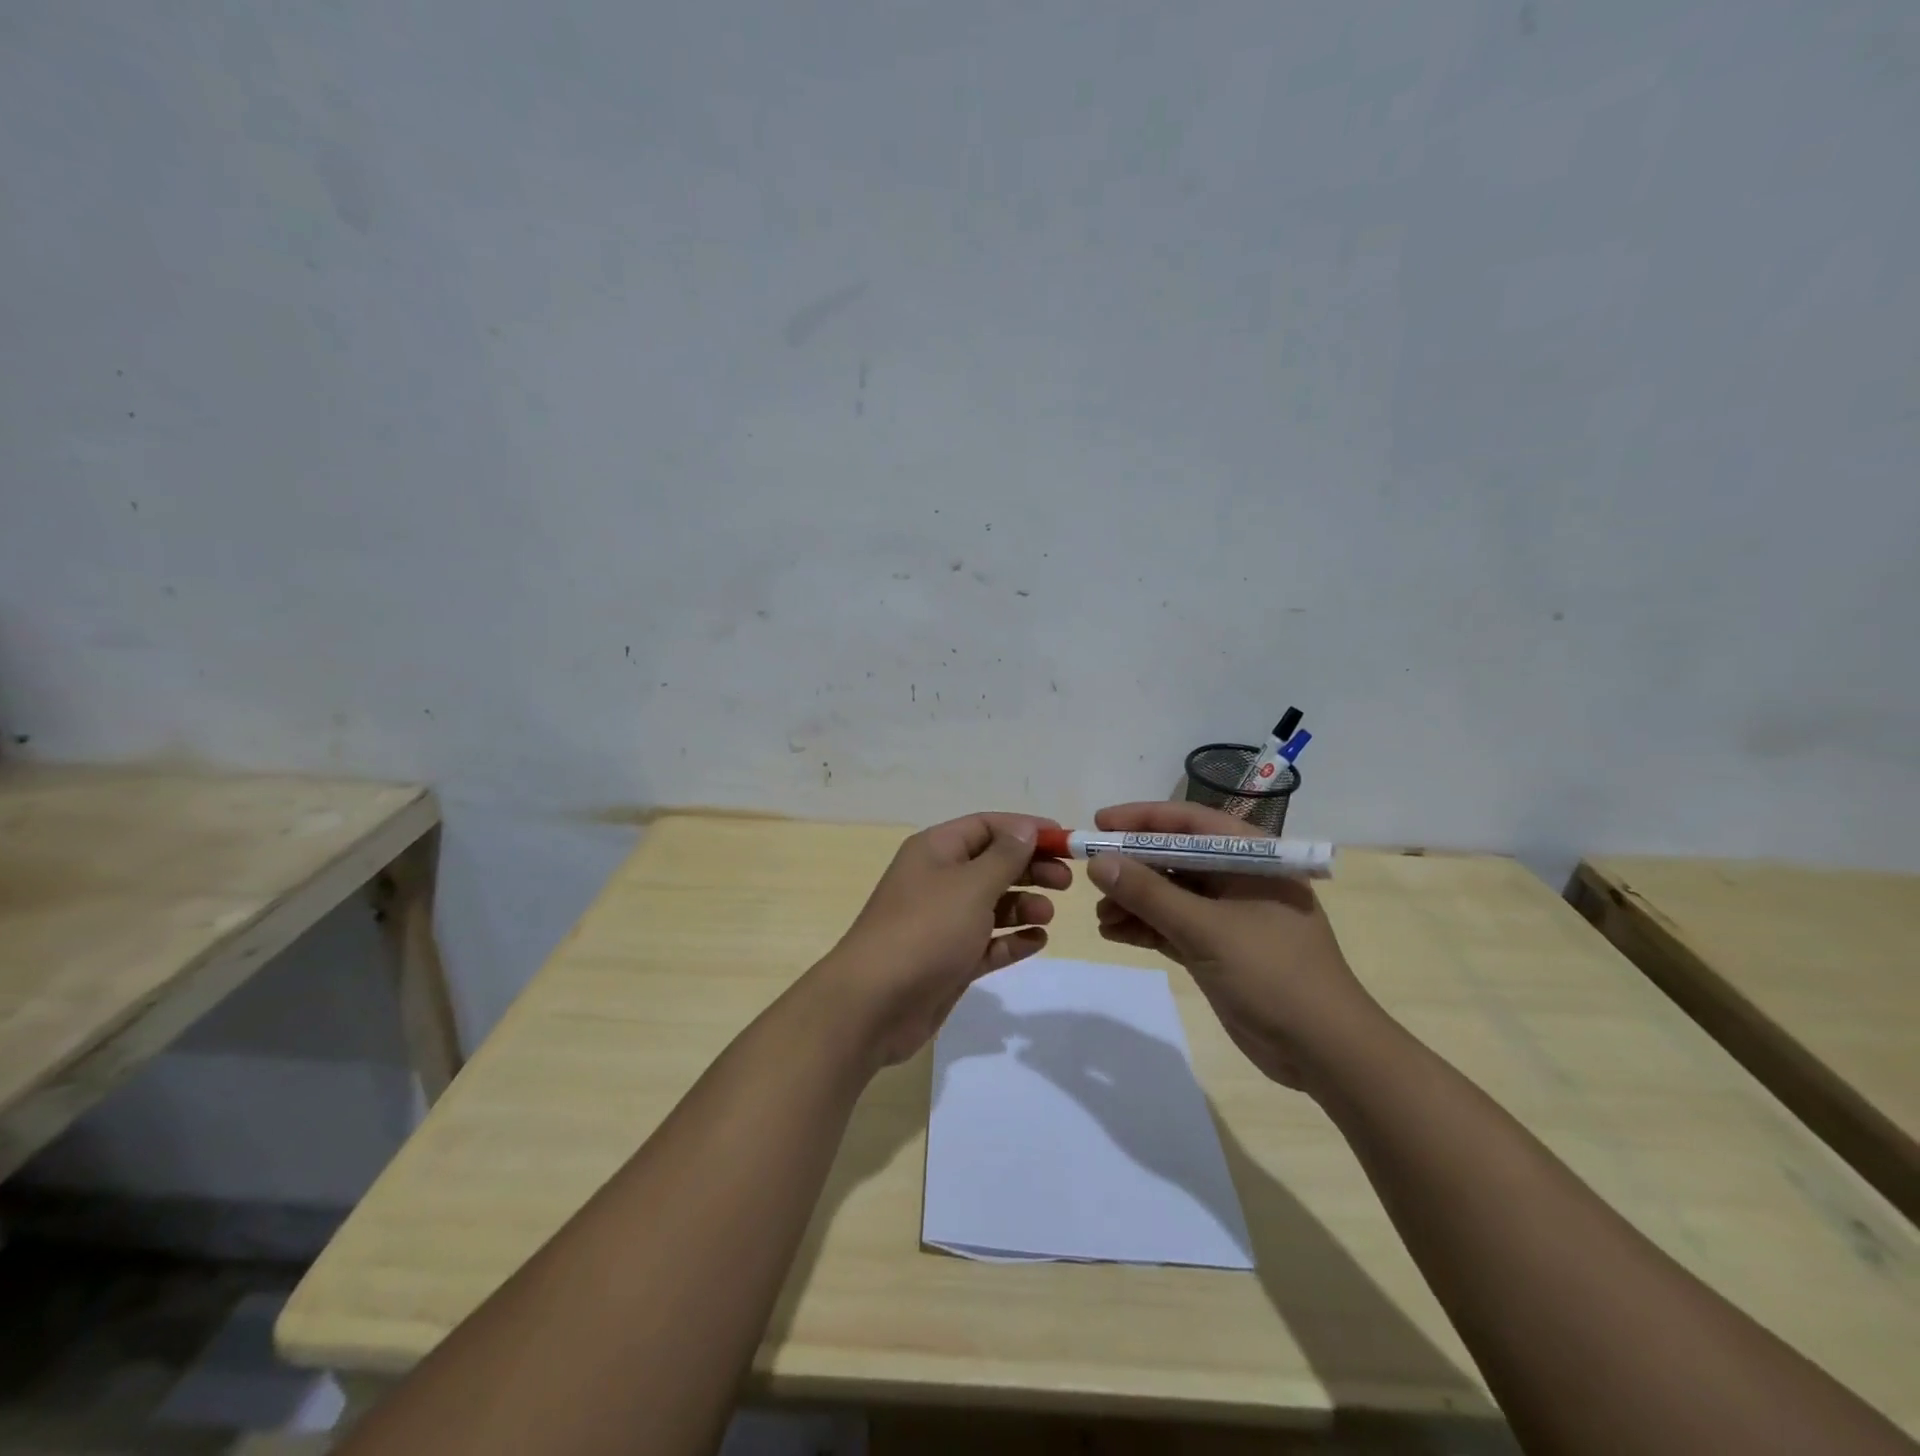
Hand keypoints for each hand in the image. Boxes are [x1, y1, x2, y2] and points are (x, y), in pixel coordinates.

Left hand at [817, 812, 1068, 1066]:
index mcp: (936, 850)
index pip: (986, 826)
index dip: (1025, 829)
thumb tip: (1025, 829)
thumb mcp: (971, 885)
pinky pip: (987, 942)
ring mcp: (943, 922)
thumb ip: (1005, 856)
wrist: (874, 1004)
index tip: (1065, 841)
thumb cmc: (926, 930)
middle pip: (992, 864)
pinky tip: (1037, 941)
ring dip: (1023, 904)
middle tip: (1066, 881)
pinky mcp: (949, 960)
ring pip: (991, 904)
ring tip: (1047, 914)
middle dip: (1029, 868)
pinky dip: (1012, 939)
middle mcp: (938, 880)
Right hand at [1089, 801, 1382, 1091]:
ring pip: (1169, 894)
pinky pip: (1172, 926)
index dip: (1142, 819)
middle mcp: (1238, 879)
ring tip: (1101, 917)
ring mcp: (1228, 915)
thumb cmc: (1274, 974)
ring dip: (1133, 901)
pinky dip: (1144, 927)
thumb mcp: (1207, 929)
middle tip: (1091, 875)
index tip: (1099, 824)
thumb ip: (1149, 893)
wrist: (1325, 1053)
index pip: (1189, 822)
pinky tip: (1114, 933)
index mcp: (1251, 858)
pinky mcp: (1218, 948)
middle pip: (1174, 858)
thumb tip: (1098, 863)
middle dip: (1132, 867)